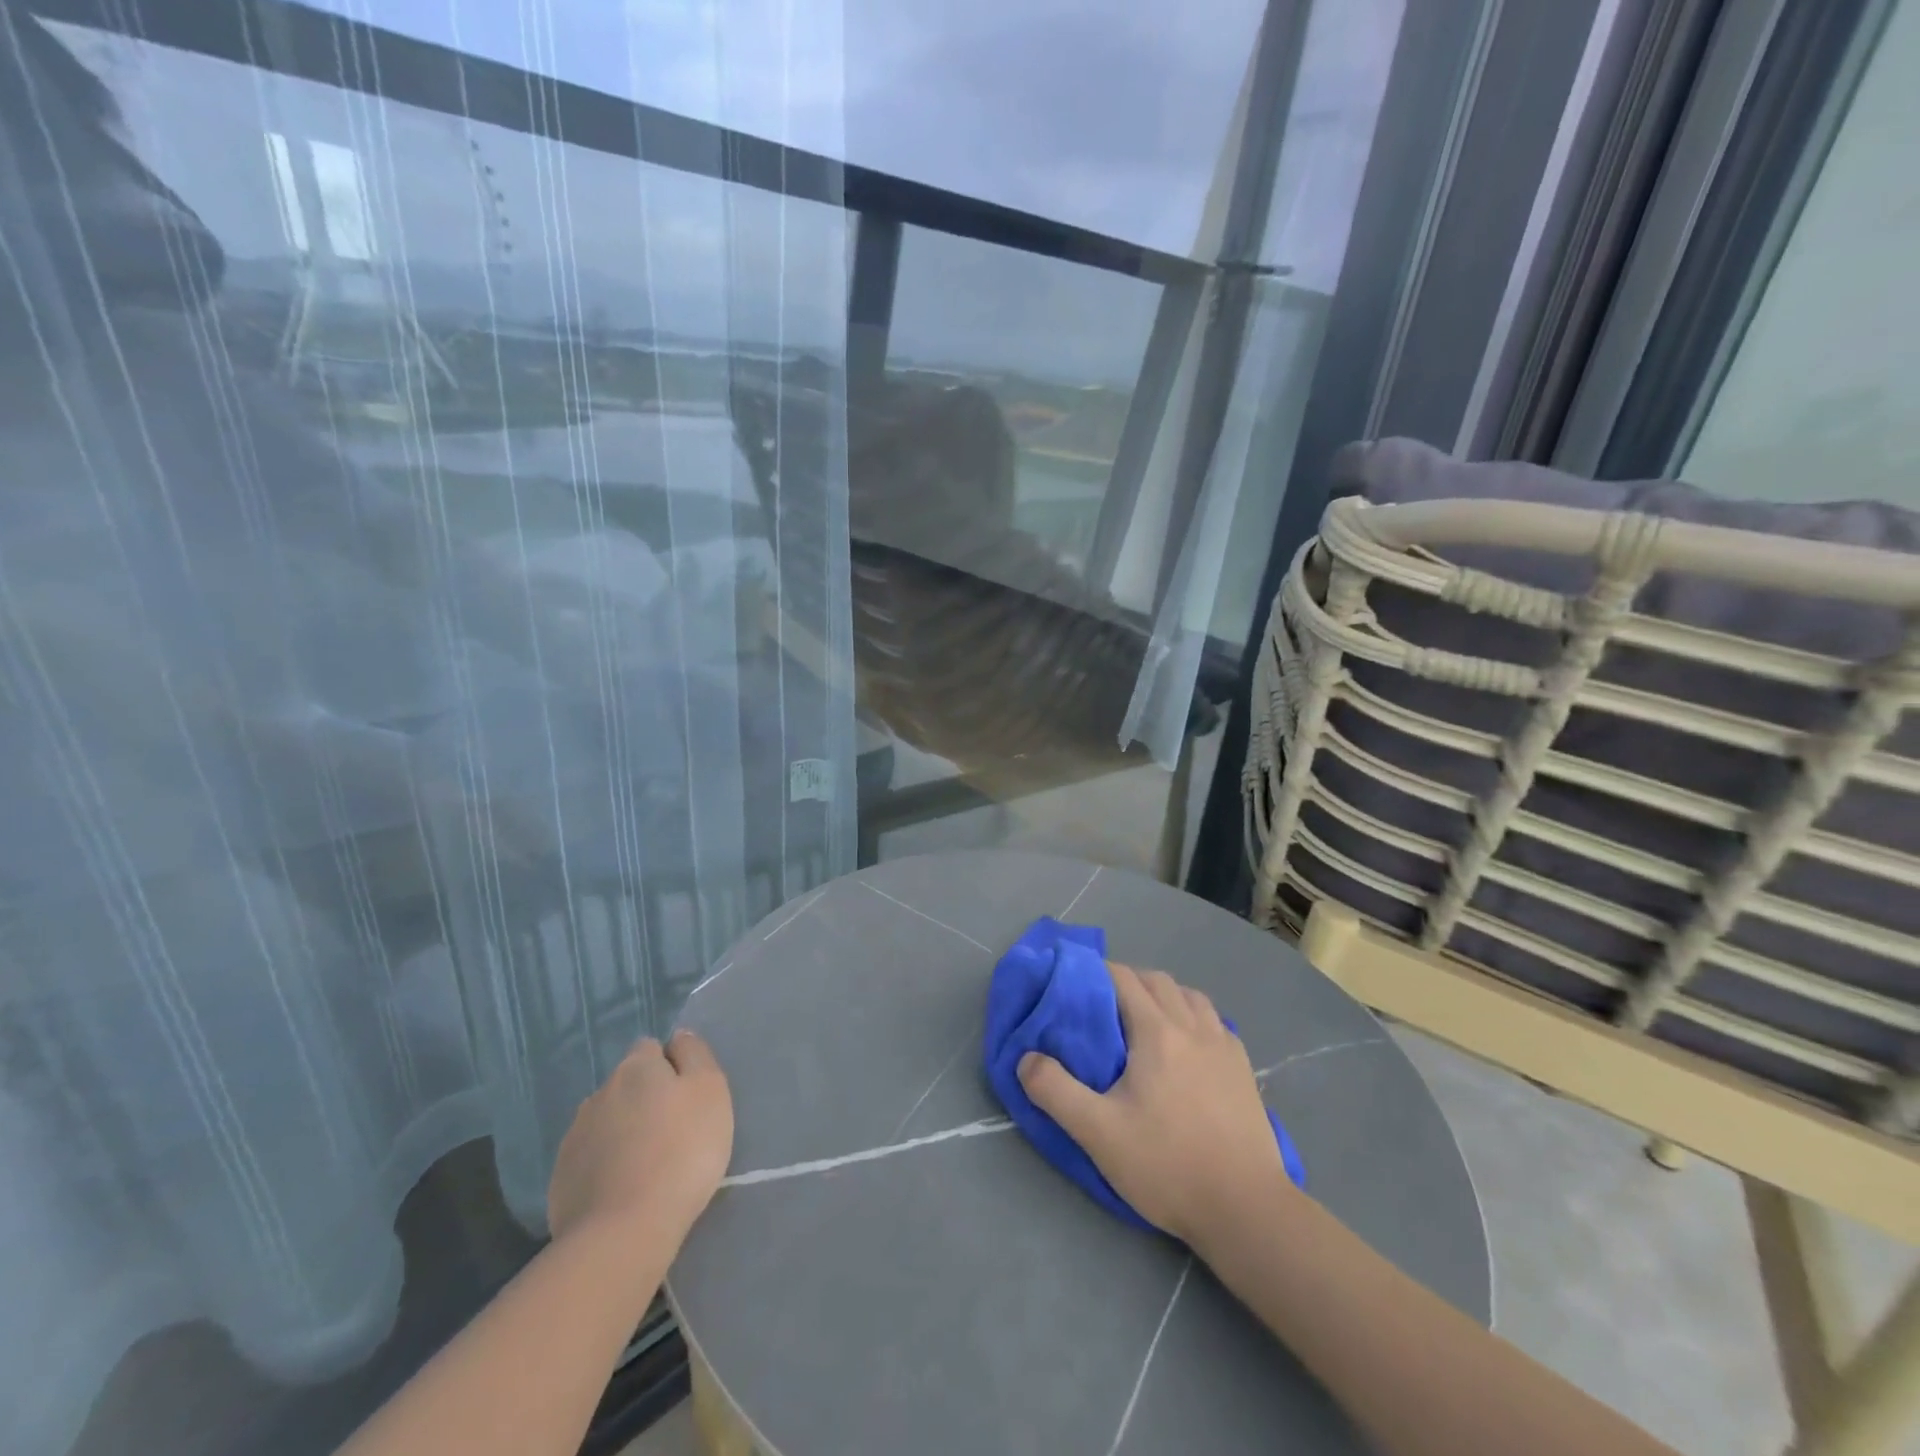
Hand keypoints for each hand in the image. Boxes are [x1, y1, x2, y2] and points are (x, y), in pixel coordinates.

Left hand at [548, 1029, 732, 1255]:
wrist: (624, 1232)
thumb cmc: (682, 1150)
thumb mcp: (710, 1090)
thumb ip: (695, 1054)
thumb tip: (678, 1038)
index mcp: (635, 1068)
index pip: (650, 1048)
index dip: (669, 1066)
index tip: (686, 1096)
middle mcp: (599, 1093)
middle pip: (626, 1085)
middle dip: (644, 1099)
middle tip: (671, 1131)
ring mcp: (574, 1137)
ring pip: (606, 1121)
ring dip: (623, 1131)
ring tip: (646, 1164)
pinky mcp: (561, 1180)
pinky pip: (589, 1160)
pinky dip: (605, 1166)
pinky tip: (623, 1189)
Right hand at [1018, 963, 1289, 1247]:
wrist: (1246, 1209)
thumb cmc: (1167, 1165)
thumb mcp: (1098, 1132)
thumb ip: (1055, 1091)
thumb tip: (1026, 1059)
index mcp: (1156, 1032)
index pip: (1123, 978)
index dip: (1097, 972)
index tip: (1075, 982)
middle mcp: (1192, 1027)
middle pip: (1158, 980)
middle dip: (1128, 980)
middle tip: (1104, 1005)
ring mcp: (1224, 1046)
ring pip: (1191, 997)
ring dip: (1164, 995)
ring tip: (1146, 1021)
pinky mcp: (1244, 1070)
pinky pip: (1215, 1022)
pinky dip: (1194, 1017)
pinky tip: (1188, 1046)